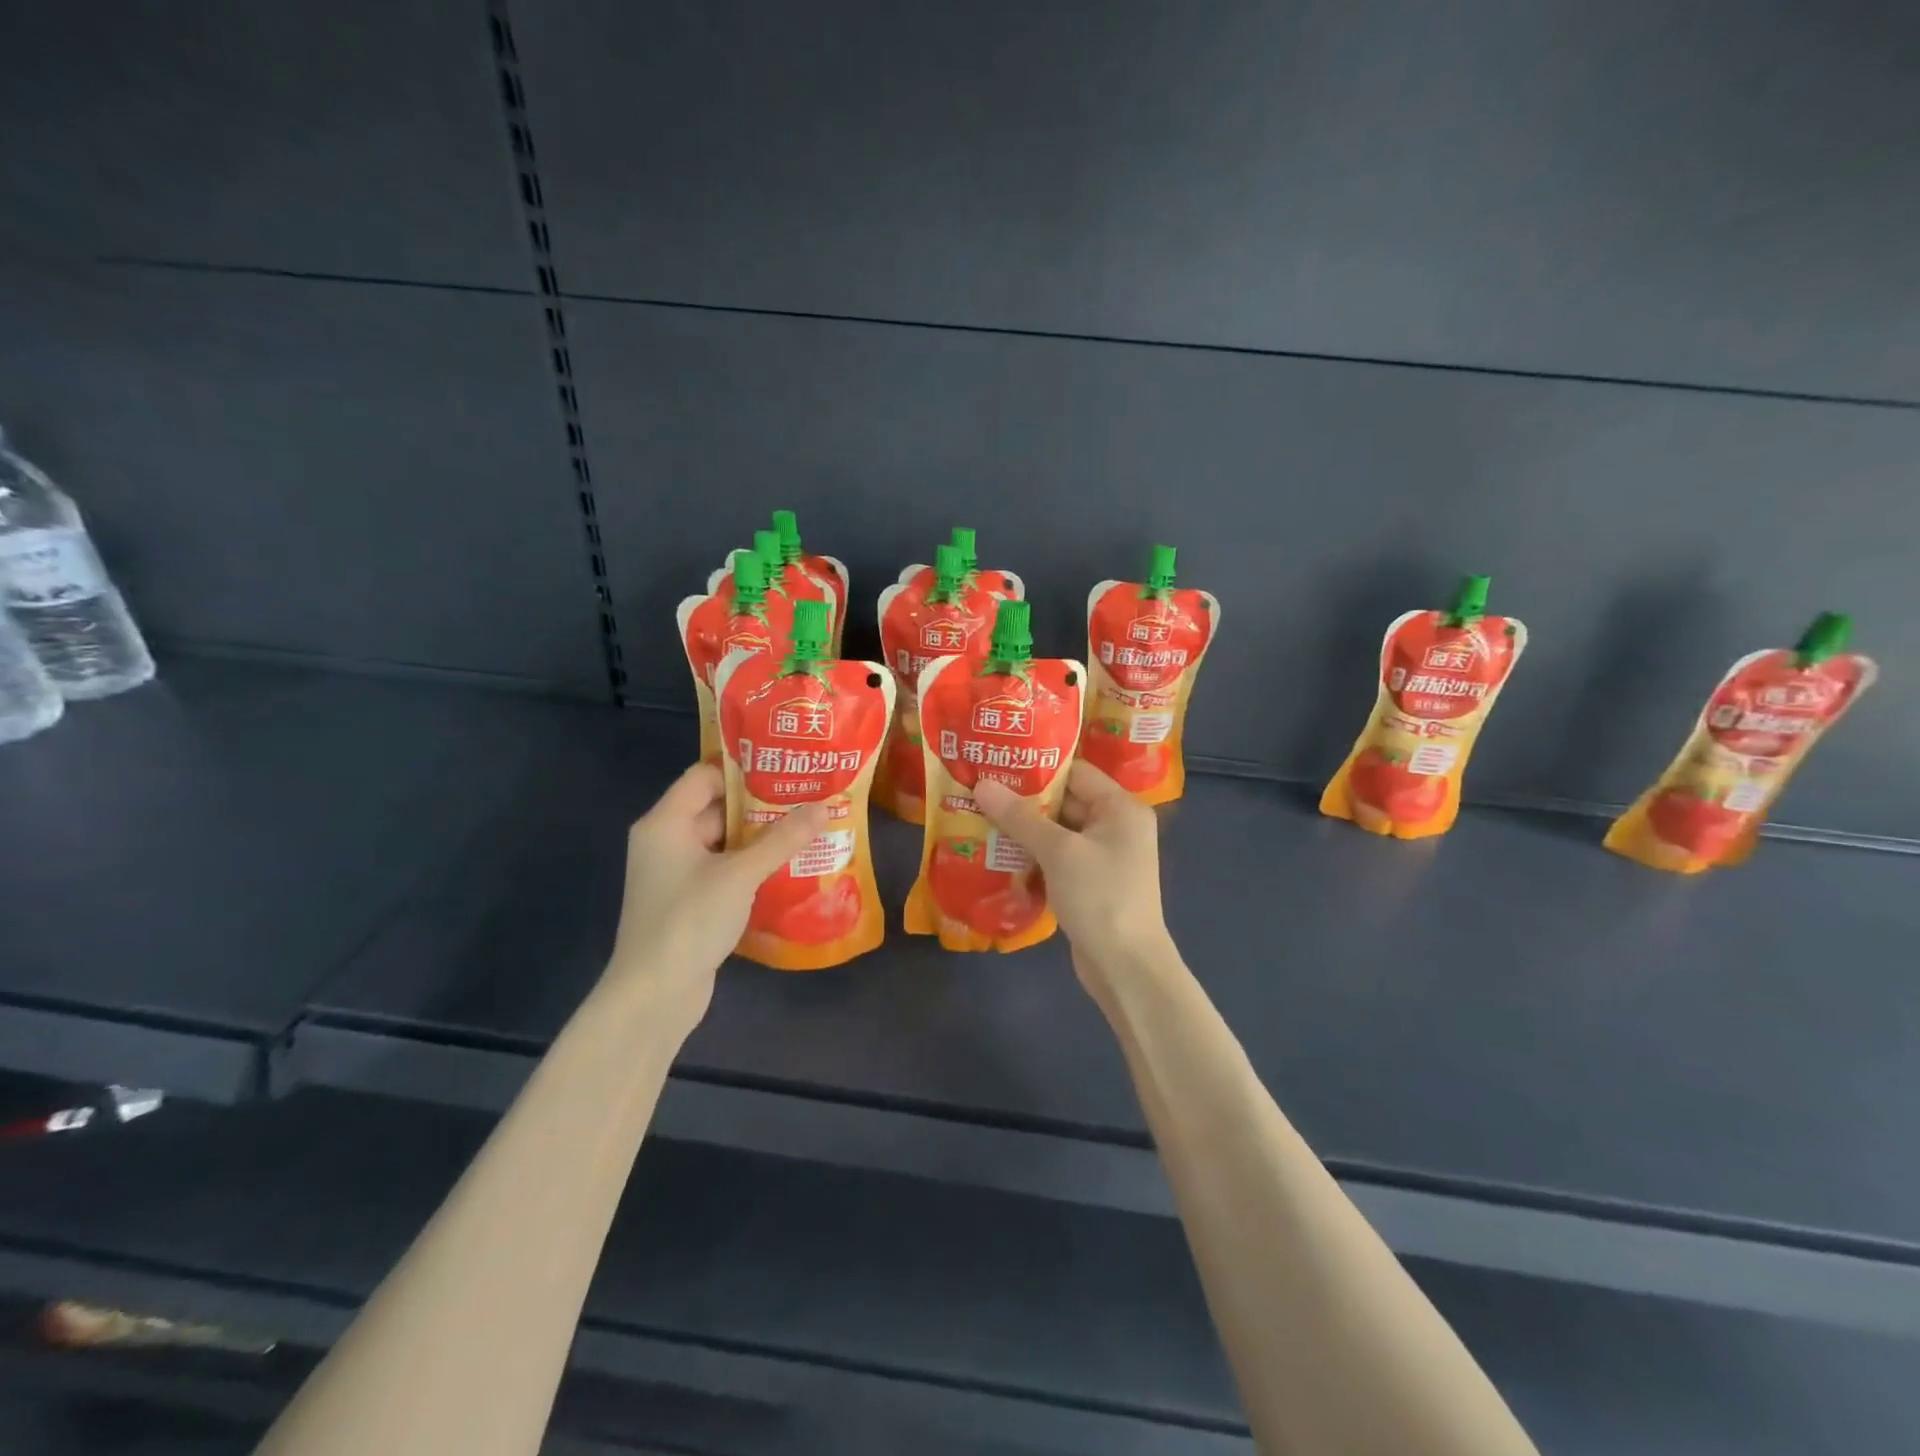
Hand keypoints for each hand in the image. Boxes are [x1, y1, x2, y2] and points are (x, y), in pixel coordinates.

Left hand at [606, 763, 827, 1028]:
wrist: (654, 996)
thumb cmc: (689, 921)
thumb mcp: (741, 874)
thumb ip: (782, 839)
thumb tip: (824, 807)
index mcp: (665, 823)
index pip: (704, 776)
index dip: (743, 769)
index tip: (785, 767)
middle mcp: (666, 842)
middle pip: (716, 808)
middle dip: (761, 804)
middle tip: (807, 796)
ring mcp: (677, 874)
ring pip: (724, 842)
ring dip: (761, 837)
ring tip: (807, 827)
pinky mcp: (690, 902)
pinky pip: (724, 870)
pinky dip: (752, 866)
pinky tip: (790, 866)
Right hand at [973, 762, 1177, 1000]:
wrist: (1126, 968)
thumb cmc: (1100, 897)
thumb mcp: (1058, 851)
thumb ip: (1020, 816)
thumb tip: (982, 784)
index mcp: (1121, 808)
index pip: (1076, 772)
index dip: (1037, 767)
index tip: (997, 762)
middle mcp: (1116, 826)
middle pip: (1065, 801)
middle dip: (1023, 799)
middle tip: (979, 789)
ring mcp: (1103, 856)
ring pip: (1057, 831)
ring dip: (1023, 829)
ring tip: (978, 815)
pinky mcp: (1090, 883)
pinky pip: (1057, 858)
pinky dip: (1031, 855)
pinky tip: (996, 852)